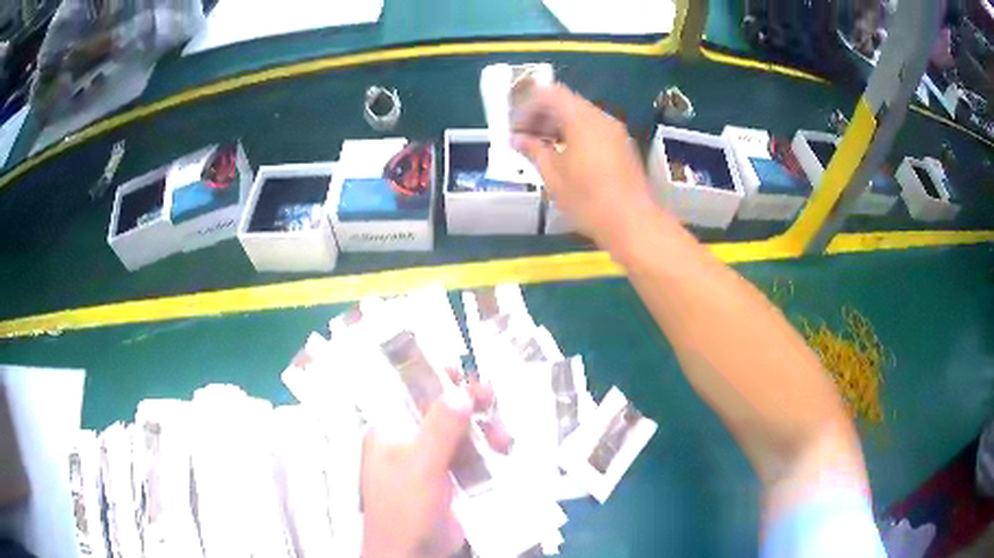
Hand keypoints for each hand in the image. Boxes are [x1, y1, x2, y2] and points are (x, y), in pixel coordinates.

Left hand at [361, 380, 506, 557]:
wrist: (413, 553)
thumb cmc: (405, 507)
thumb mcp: (421, 465)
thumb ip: (440, 428)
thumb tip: (460, 391)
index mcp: (390, 429)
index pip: (410, 391)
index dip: (435, 377)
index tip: (463, 371)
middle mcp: (409, 439)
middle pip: (441, 409)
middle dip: (468, 404)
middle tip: (491, 397)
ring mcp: (431, 458)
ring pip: (461, 431)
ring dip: (484, 430)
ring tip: (504, 440)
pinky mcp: (450, 476)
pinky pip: (471, 453)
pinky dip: (487, 450)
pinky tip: (504, 452)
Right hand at [512, 84, 657, 246]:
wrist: (633, 223)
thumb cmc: (589, 200)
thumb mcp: (554, 176)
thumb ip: (533, 151)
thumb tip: (517, 139)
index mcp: (582, 119)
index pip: (549, 94)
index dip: (528, 107)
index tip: (516, 129)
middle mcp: (601, 118)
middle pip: (566, 102)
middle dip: (542, 116)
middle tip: (525, 139)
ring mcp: (615, 132)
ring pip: (580, 116)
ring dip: (558, 126)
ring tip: (543, 151)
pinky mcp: (623, 146)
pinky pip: (593, 129)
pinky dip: (575, 135)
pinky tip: (566, 158)